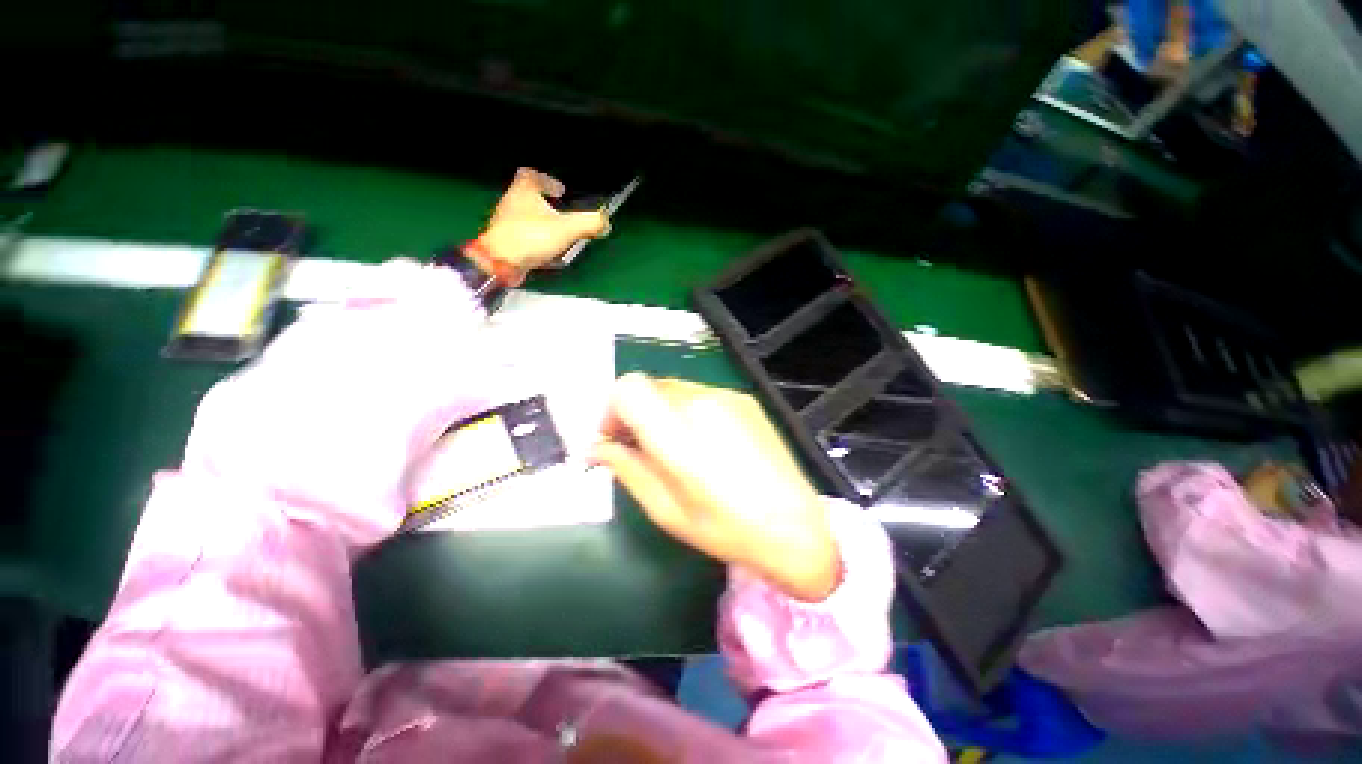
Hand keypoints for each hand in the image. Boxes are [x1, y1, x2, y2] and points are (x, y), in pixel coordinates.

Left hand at [475, 168, 611, 275]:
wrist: (500, 262)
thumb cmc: (531, 237)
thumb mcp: (566, 229)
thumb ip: (588, 223)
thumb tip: (606, 222)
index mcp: (522, 191)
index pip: (529, 175)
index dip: (546, 180)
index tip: (560, 191)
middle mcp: (510, 203)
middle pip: (527, 197)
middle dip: (546, 205)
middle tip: (563, 214)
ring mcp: (505, 223)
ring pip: (525, 217)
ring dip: (542, 224)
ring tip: (559, 235)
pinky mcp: (505, 242)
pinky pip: (523, 236)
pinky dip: (536, 241)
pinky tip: (549, 253)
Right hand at [593, 374, 840, 601]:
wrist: (796, 527)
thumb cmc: (726, 529)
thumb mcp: (666, 510)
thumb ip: (627, 469)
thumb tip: (598, 447)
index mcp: (678, 432)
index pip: (629, 388)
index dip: (612, 409)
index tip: (615, 439)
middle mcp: (701, 402)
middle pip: (650, 387)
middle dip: (636, 413)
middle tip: (640, 449)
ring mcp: (726, 396)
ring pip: (675, 390)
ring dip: (662, 413)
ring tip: (675, 450)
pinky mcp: (744, 399)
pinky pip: (701, 395)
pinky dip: (688, 412)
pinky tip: (705, 445)